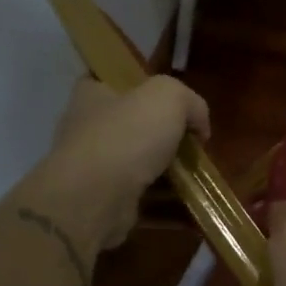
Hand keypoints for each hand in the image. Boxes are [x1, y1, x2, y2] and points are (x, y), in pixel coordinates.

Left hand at [35, 75, 209, 249]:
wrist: (94, 199)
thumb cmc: (127, 134)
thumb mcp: (169, 96)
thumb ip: (190, 102)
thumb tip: (199, 125)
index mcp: (92, 94)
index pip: (110, 79)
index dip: (139, 84)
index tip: (169, 98)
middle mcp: (87, 129)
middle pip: (131, 123)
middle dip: (162, 133)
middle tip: (192, 141)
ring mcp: (93, 169)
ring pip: (138, 164)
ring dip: (167, 171)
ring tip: (196, 176)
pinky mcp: (103, 202)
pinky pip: (140, 199)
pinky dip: (164, 203)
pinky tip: (189, 205)